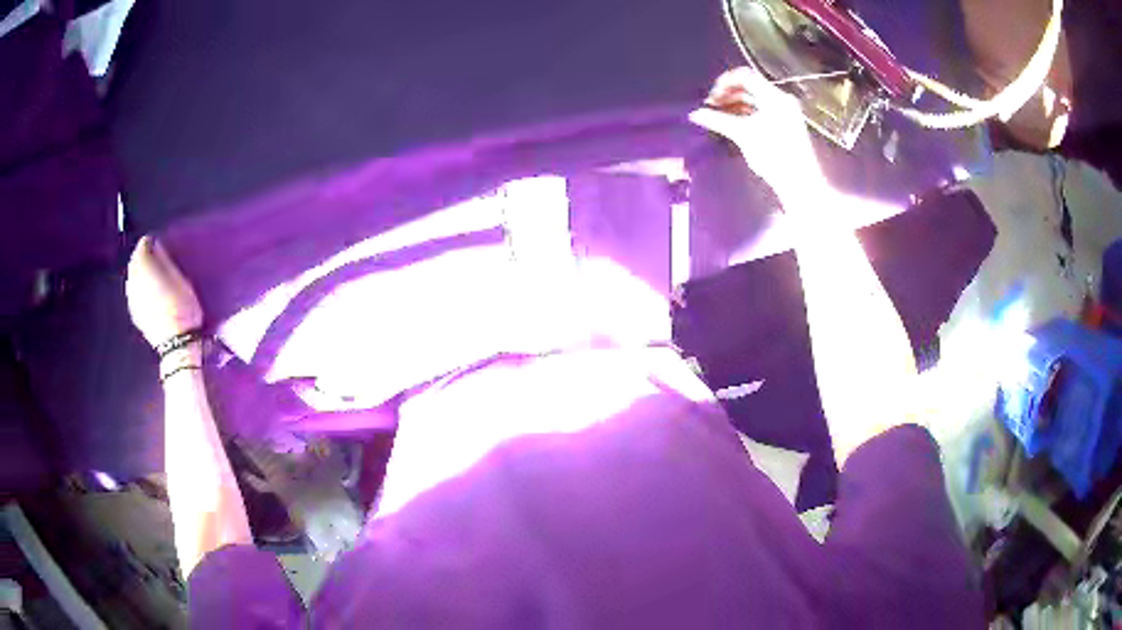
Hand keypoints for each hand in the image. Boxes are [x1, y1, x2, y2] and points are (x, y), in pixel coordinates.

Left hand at [126, 236, 202, 348]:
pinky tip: (151, 295)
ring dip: (142, 275)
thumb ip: (165, 259)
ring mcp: (131, 299)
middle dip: (145, 259)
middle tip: (159, 260)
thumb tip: (157, 247)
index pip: (144, 245)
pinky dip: (141, 290)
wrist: (177, 344)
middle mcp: (132, 280)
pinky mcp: (135, 314)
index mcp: (142, 265)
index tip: (163, 245)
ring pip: (134, 278)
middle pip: (136, 262)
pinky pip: (135, 294)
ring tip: (155, 278)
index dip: (153, 243)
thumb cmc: (182, 305)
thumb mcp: (180, 275)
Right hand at [689, 67, 826, 205]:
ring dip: (734, 104)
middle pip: (749, 86)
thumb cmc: (774, 156)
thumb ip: (718, 121)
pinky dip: (745, 113)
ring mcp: (784, 112)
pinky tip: (732, 124)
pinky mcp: (784, 125)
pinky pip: (761, 110)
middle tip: (711, 108)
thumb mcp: (743, 135)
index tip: (711, 98)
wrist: (800, 183)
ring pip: (754, 99)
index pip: (744, 76)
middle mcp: (780, 99)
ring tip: (718, 117)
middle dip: (727, 94)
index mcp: (774, 97)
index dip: (724, 82)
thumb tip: (695, 114)